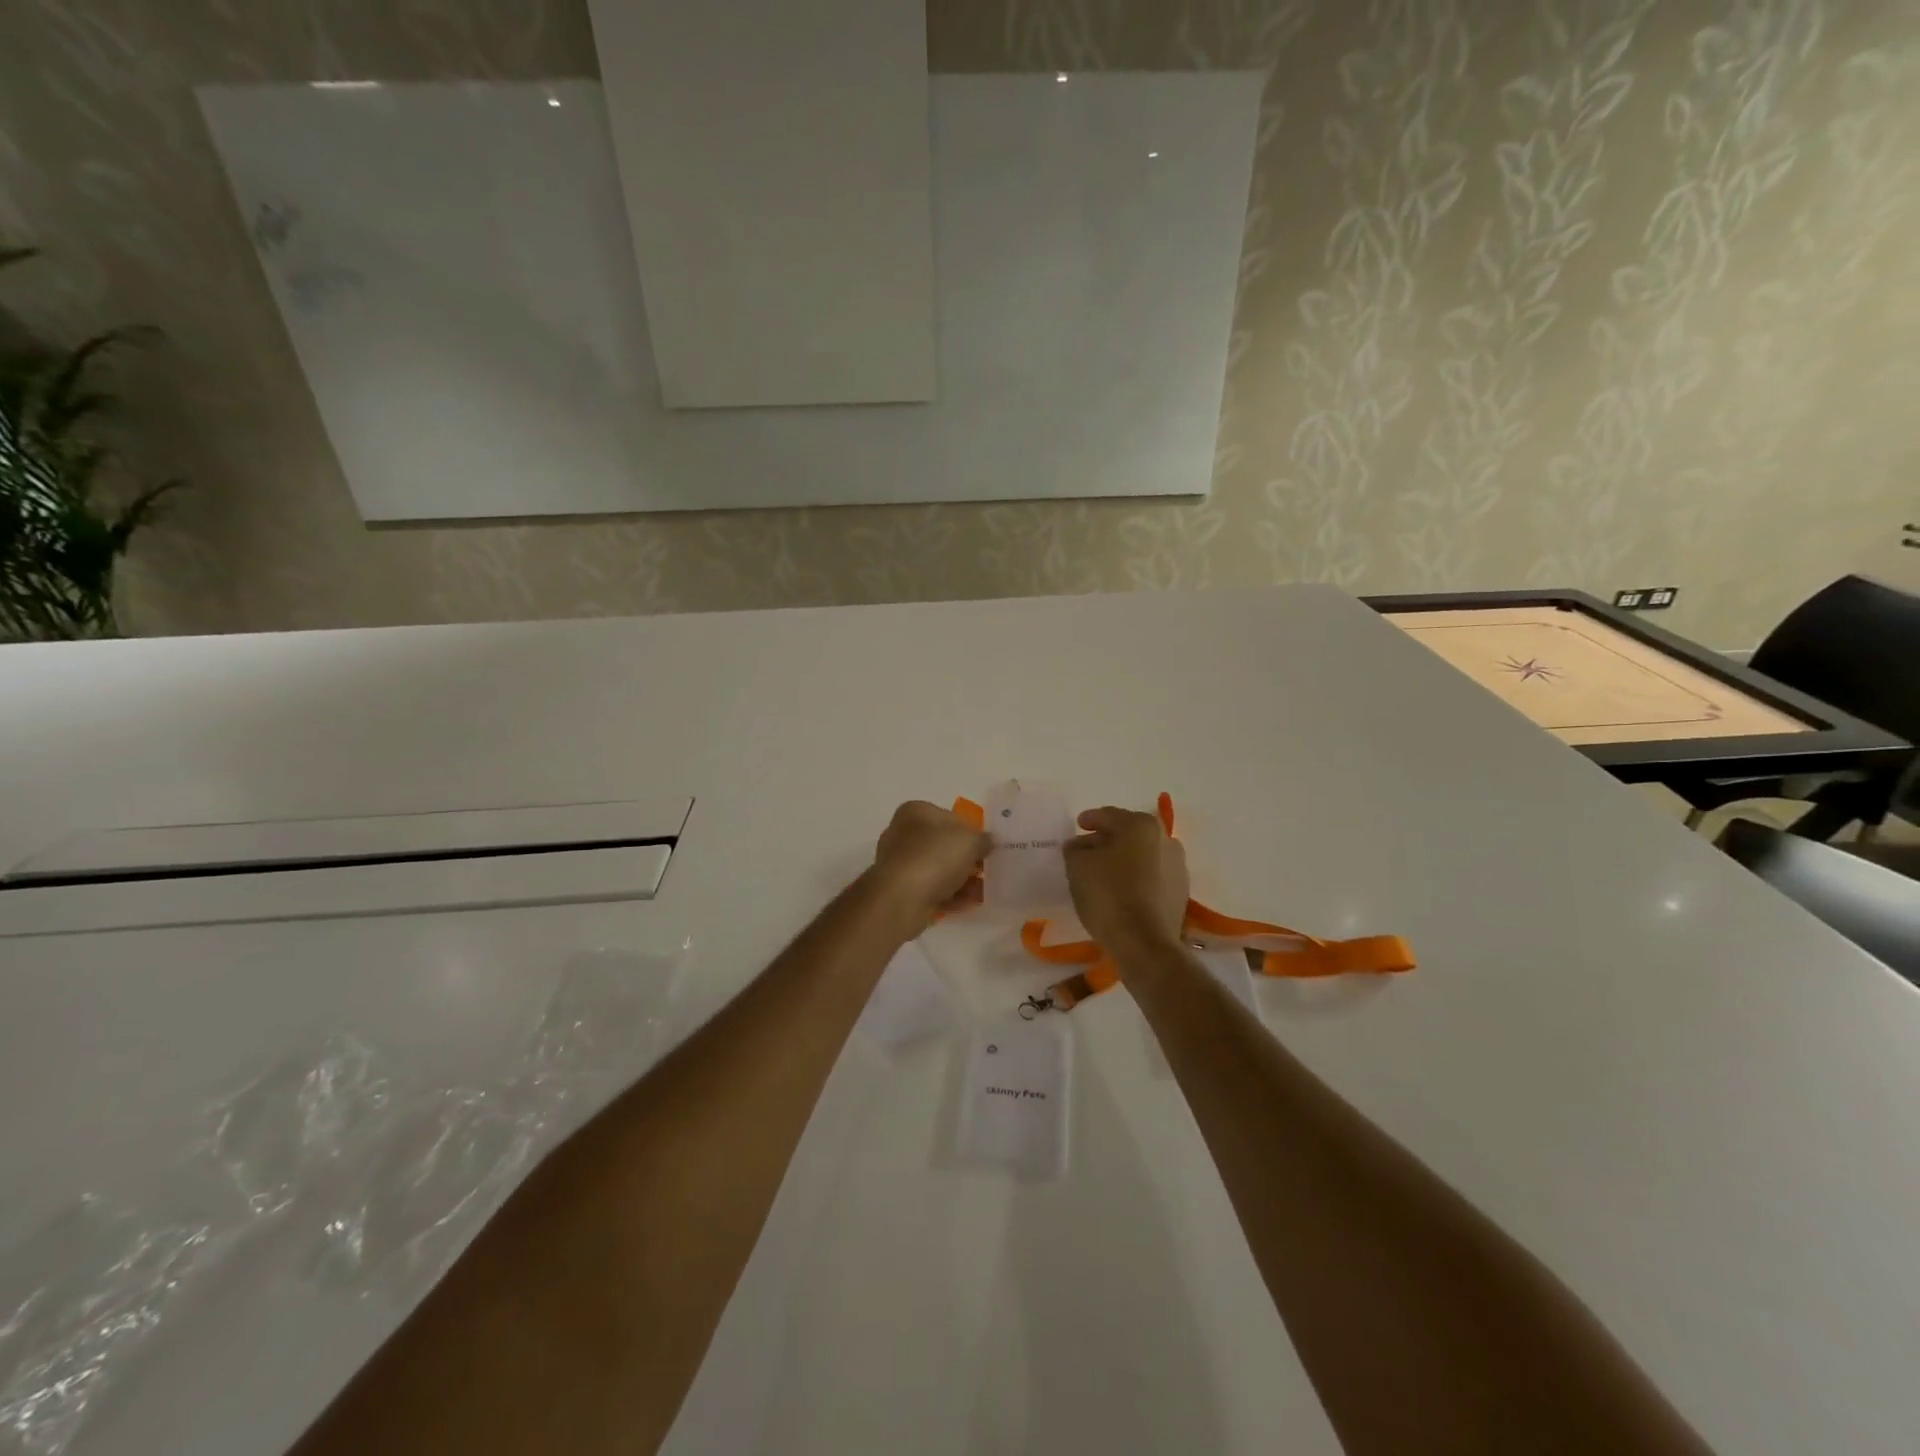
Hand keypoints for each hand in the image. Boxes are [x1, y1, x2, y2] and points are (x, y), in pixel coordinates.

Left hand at [870, 801, 990, 925]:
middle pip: (943, 844)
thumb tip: (988, 842)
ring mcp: (899, 863)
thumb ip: (984, 839)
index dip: (971, 830)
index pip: (949, 816)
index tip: (987, 846)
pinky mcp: (899, 890)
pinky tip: (969, 903)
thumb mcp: (971, 840)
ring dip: (961, 879)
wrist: (902, 898)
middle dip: (966, 857)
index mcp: (915, 811)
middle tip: (987, 869)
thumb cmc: (936, 856)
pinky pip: (931, 889)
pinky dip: (950, 895)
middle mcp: (902, 833)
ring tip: (983, 890)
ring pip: (938, 868)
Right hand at [1065, 806, 1189, 957]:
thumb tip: (1080, 845)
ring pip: (1142, 855)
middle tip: (1086, 850)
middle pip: (1128, 833)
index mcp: (1141, 825)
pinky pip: (1152, 875)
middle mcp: (1165, 839)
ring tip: (1103, 873)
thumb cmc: (1109, 895)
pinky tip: (1121, 890)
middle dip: (1106, 840)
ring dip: (1123, 859)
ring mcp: (1177, 866)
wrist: (1145, 943)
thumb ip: (1075, 849)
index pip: (1109, 816)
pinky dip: (1136, 877)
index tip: (1078, 825)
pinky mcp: (1181, 892)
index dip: (1090, 820)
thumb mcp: (1078, 867)